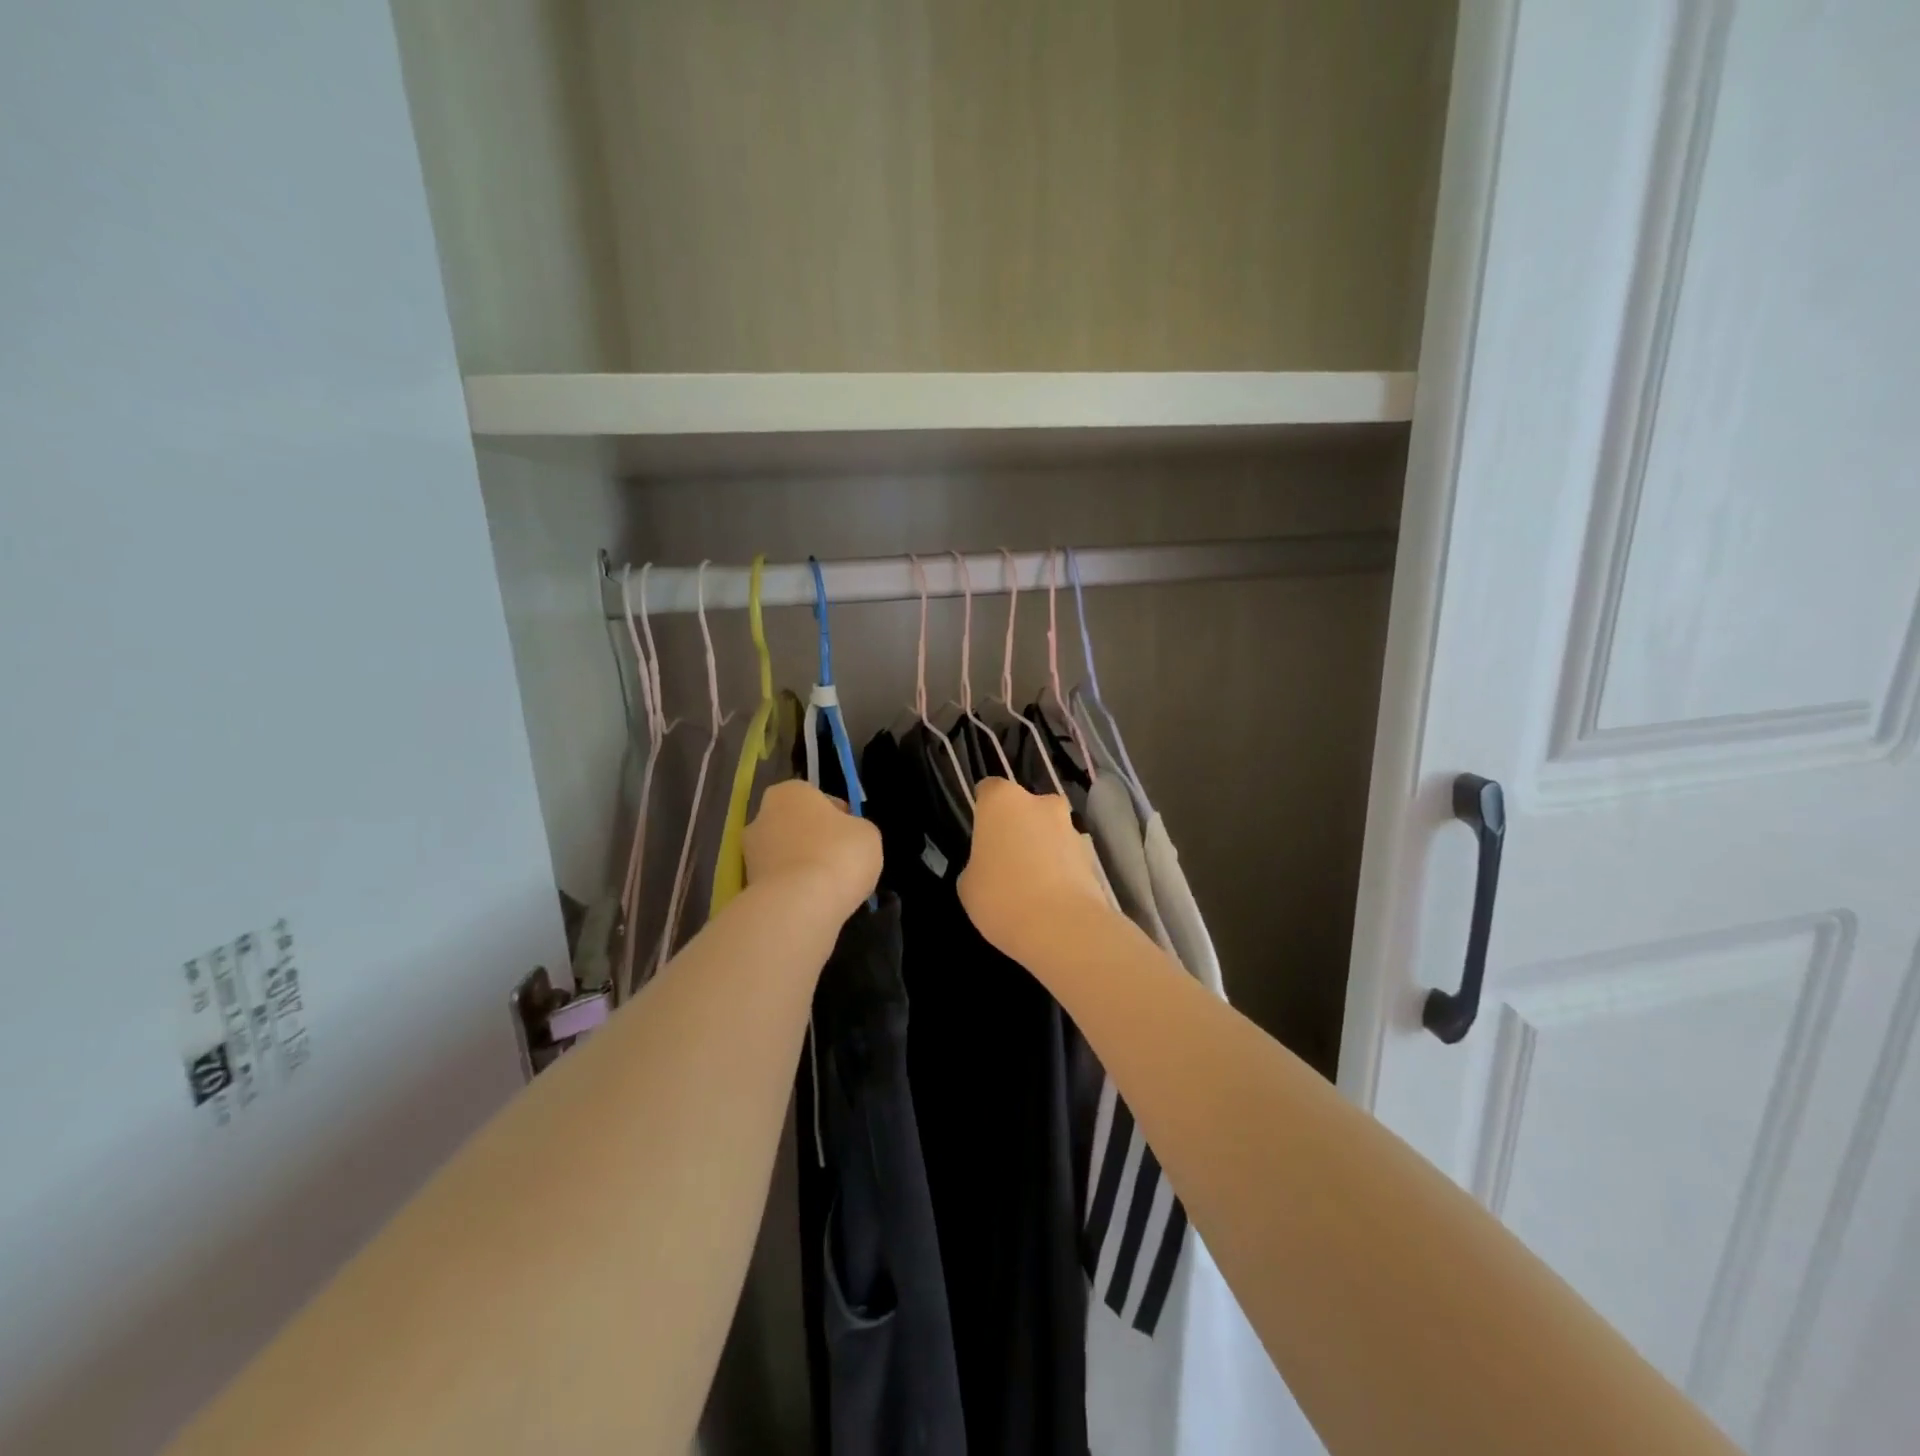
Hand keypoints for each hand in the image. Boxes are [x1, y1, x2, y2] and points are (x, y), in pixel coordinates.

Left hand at [743, 780, 882, 918]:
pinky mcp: (747, 887)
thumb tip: (846, 837)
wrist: (800, 905)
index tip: (851, 835)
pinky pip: (779, 883)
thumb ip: (856, 828)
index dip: (838, 816)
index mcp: (790, 792)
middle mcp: (762, 816)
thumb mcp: (867, 833)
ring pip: (785, 855)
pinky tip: (814, 902)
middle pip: (796, 826)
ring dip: (802, 866)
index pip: (817, 798)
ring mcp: (750, 853)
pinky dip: (793, 890)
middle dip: (814, 840)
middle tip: (840, 861)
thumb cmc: (839, 854)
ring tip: (829, 888)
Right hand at [958, 778, 1109, 958]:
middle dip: (1018, 827)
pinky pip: (1068, 856)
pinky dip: (1061, 869)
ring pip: (1050, 830)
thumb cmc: (1001, 897)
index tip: (981, 833)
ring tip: (1032, 885)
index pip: (988, 790)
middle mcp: (1040, 803)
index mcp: (1002, 801)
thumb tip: (991, 866)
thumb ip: (978, 864)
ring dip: (1043, 847)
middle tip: (1006, 859)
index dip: (984, 810)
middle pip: (1025, 807)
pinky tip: (1052, 898)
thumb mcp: (968, 884)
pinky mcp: (1092, 855)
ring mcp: (1070, 827)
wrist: (1061, 927)